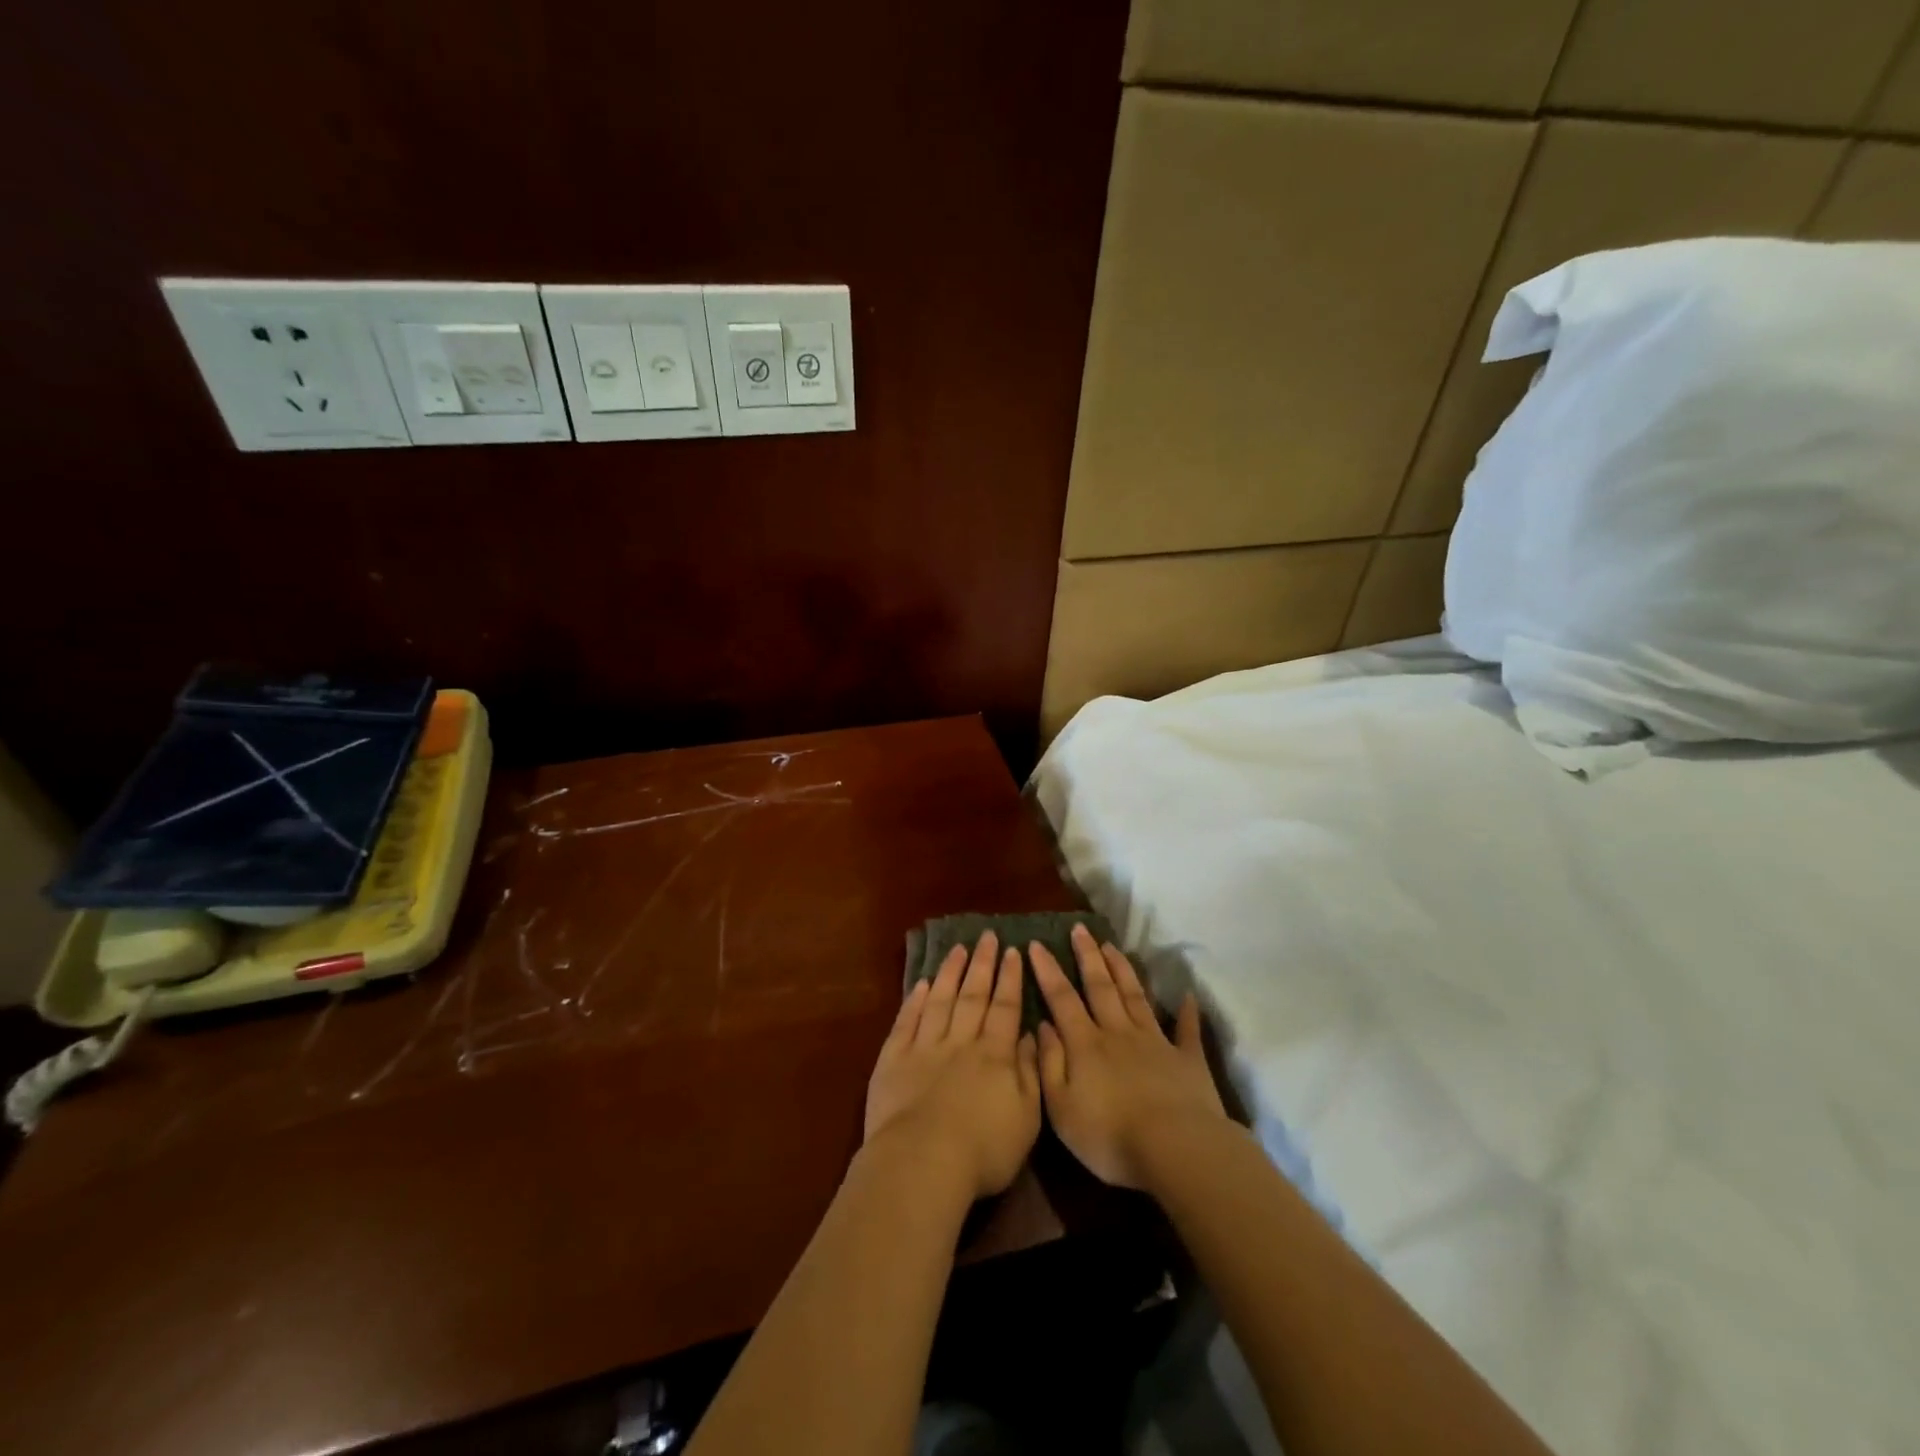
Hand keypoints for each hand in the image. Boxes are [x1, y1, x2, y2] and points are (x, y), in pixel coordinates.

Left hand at [864, 931, 1041, 1200]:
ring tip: (958, 949)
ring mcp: (924, 1047)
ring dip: (950, 973)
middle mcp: (960, 1041)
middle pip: (973, 995)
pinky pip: (907, 1021)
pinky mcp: (893, 1059)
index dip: (1010, 979)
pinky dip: (914, 1000)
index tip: (1013, 951)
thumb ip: (1031, 1073)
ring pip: (940, 1000)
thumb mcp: (1026, 1118)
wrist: (922, 1162)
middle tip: (988, 936)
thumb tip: (1032, 1037)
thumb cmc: (983, 1149)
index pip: (1005, 1007)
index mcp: (994, 1054)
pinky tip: (921, 984)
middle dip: (982, 964)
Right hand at [1030, 923, 1227, 1188]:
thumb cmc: (1110, 1137)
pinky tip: (1186, 996)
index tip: (1036, 944)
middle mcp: (1118, 1032)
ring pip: (1135, 996)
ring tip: (1112, 946)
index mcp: (1086, 1044)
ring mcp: (1155, 1042)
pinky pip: (1186, 1030)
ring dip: (1123, 970)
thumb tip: (1042, 1025)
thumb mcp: (1061, 1108)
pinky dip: (1186, 1012)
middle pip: (1100, 986)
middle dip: (1088, 956)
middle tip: (1079, 929)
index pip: (1062, 998)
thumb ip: (1049, 1064)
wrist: (1176, 1149)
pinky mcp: (1187, 1060)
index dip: (1048, 971)